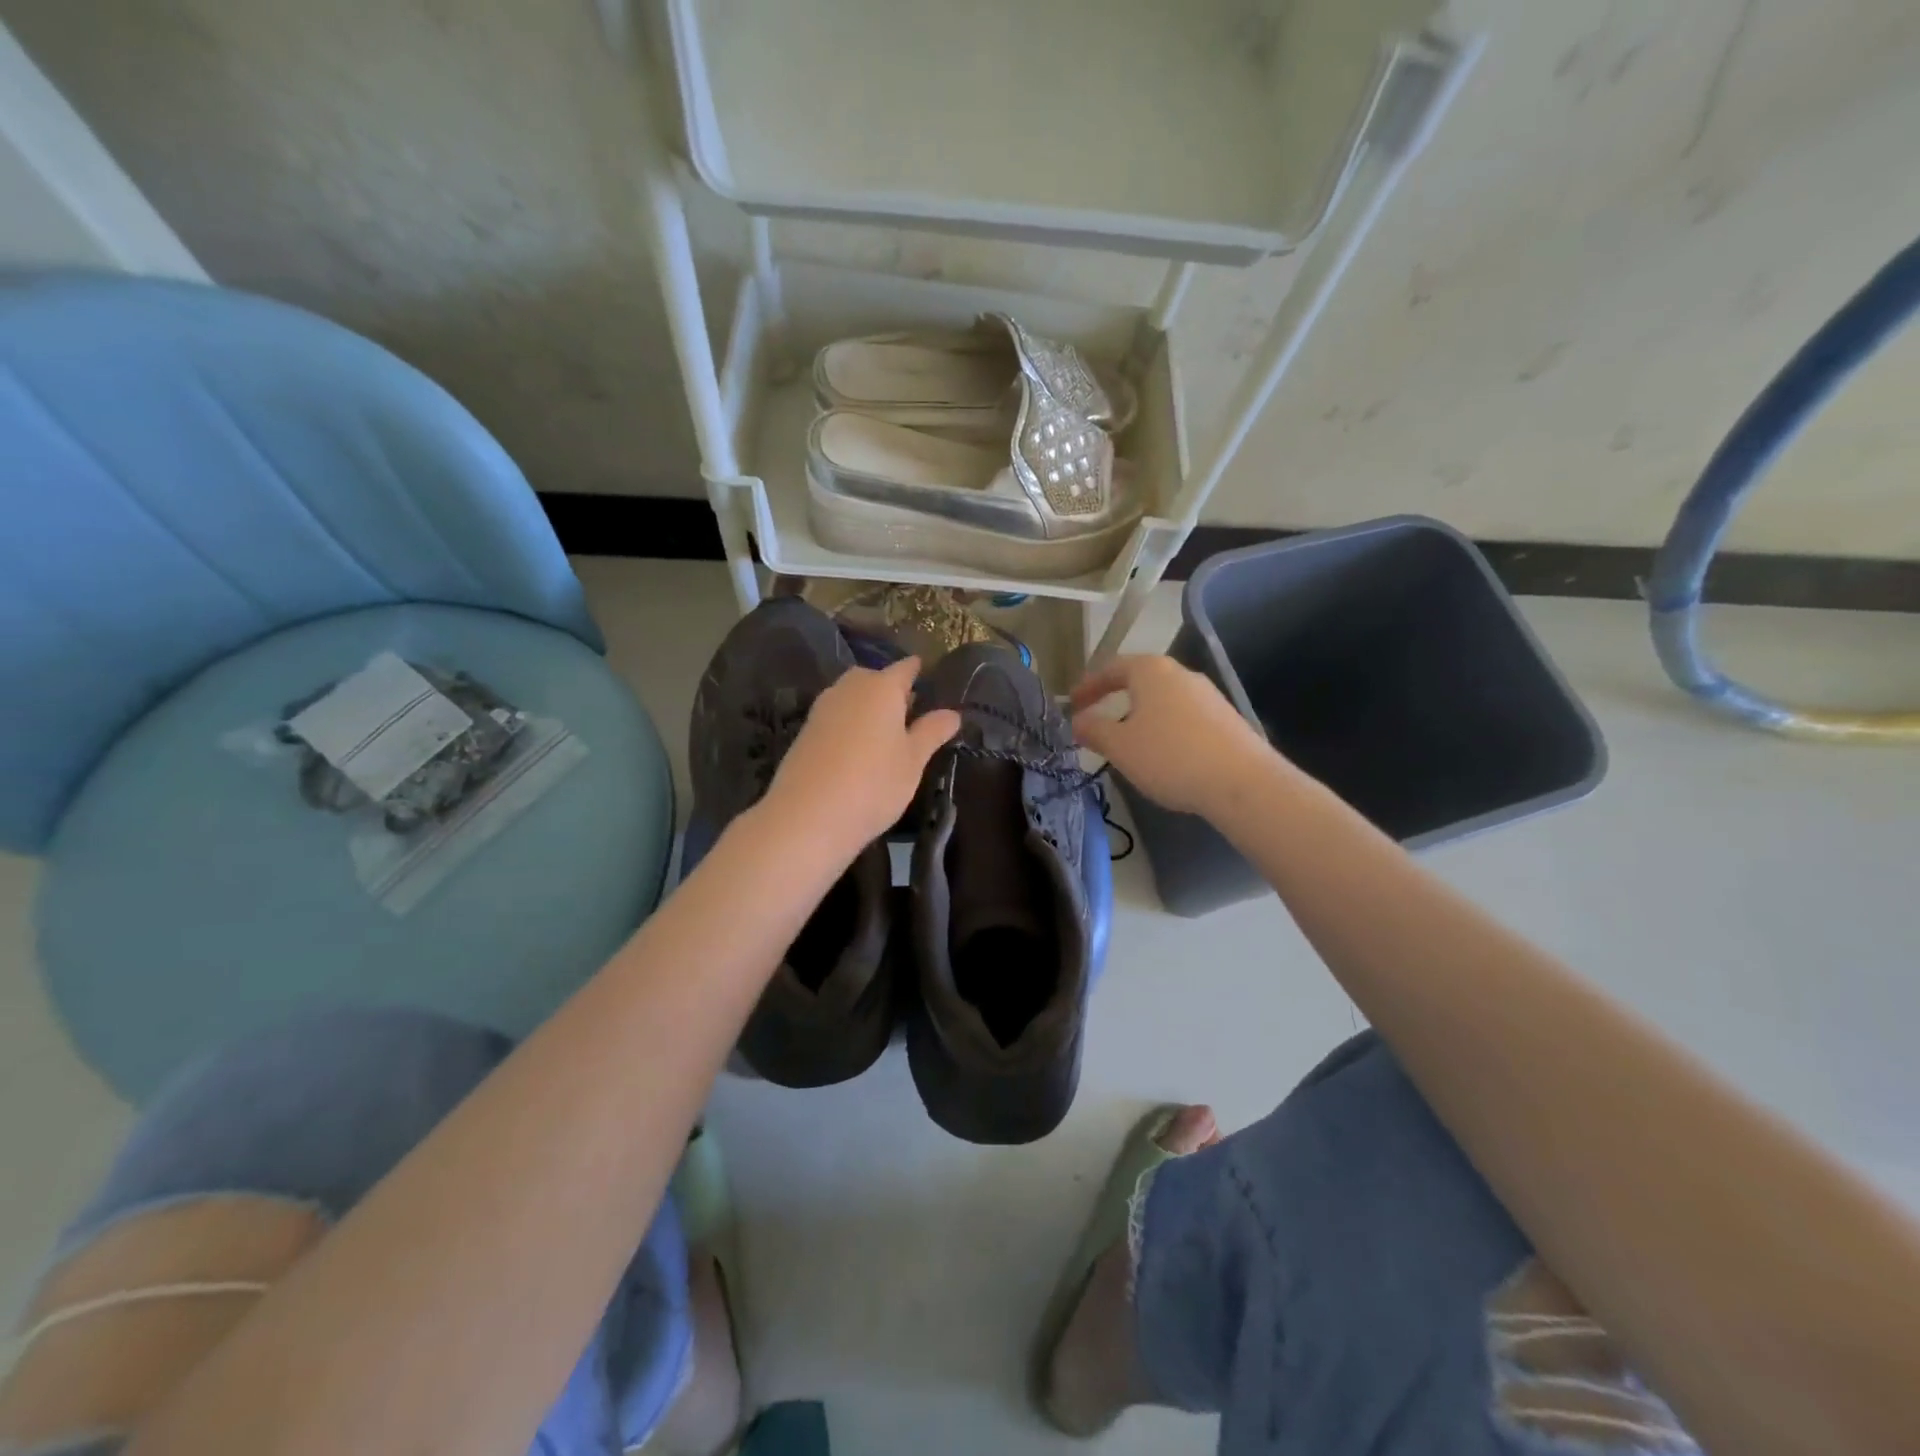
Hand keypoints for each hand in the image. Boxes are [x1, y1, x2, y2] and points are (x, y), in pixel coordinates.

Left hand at [761, 657, 960, 854]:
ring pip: (851, 697)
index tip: (928, 677)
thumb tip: (953, 713)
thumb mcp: (913, 761)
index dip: (918, 672)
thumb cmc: (874, 784)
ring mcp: (822, 708)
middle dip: (890, 690)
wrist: (807, 815)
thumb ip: (932, 732)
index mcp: (882, 687)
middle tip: (909, 714)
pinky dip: (849, 725)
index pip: (905, 668)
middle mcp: (849, 688)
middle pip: (874, 679)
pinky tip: (857, 751)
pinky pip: (835, 717)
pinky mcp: (805, 732)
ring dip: (867, 708)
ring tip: (885, 735)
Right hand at [1070, 655, 1275, 817]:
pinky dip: (1165, 728)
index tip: (1072, 704)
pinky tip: (1163, 754)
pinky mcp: (1226, 718)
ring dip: (1141, 715)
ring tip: (1127, 741)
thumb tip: (1078, 721)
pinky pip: (1184, 716)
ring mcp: (1208, 695)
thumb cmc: (1170, 756)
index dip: (1088, 686)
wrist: (1241, 782)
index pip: (1111, 668)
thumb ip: (1093, 730)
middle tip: (1097, 719)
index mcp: (1151, 671)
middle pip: (1140, 679)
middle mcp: (1181, 673)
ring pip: (1164, 699)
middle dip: (1115, 698)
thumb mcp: (1120, 746)